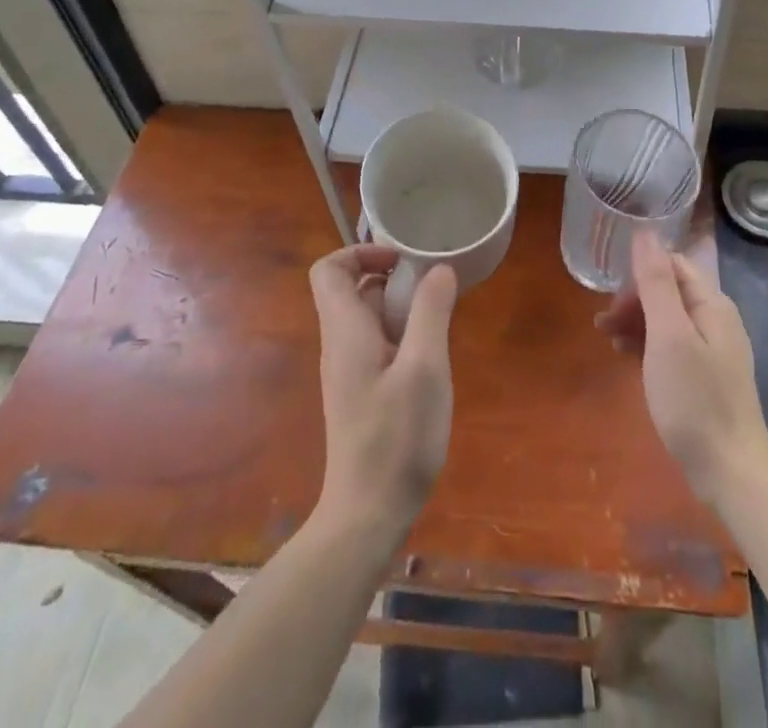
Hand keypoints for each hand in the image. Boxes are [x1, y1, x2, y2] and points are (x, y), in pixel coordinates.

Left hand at [308, 245, 457, 543]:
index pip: (328, 270)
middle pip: (353, 290)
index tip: (402, 260)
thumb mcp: (425, 368)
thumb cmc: (396, 438)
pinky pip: (377, 344)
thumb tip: (438, 269)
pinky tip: (431, 358)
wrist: (368, 516)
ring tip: (439, 320)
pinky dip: (402, 335)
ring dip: (402, 308)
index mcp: (345, 331)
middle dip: (392, 278)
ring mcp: (349, 371)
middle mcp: (340, 344)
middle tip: (433, 288)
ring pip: (369, 318)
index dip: (360, 253)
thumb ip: (431, 312)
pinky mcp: (362, 393)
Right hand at [597, 234, 767, 508]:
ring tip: (606, 339)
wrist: (731, 472)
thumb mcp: (669, 336)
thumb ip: (657, 282)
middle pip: (669, 291)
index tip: (612, 298)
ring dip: (635, 322)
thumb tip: (645, 232)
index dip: (640, 274)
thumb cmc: (695, 399)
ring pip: (667, 319)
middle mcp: (716, 320)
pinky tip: (626, 358)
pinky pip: (671, 345)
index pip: (673, 265)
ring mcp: (713, 350)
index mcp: (712, 304)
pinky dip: (646, 344)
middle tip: (603, 324)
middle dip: (634, 299)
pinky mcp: (705, 377)